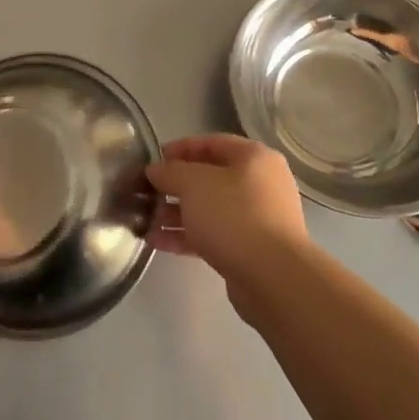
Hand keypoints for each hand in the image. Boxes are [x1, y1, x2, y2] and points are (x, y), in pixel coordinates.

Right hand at [145, 134, 309, 290]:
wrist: (273, 276)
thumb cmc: (233, 215)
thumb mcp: (193, 184)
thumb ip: (170, 172)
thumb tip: (156, 170)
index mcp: (254, 158)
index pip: (211, 143)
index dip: (179, 149)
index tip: (152, 160)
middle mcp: (260, 184)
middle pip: (210, 178)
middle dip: (175, 186)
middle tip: (146, 193)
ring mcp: (258, 218)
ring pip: (209, 209)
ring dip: (177, 213)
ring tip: (145, 220)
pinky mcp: (250, 249)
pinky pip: (213, 234)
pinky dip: (187, 235)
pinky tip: (157, 241)